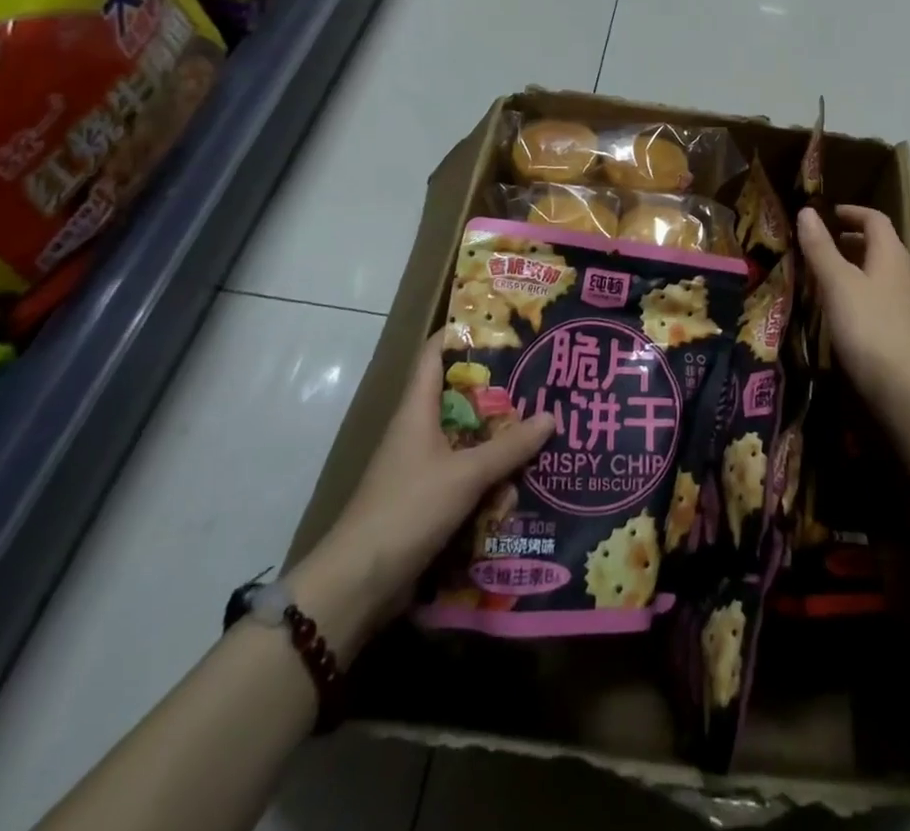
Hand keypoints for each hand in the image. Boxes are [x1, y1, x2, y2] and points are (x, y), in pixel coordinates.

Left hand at [288, 326, 553, 657]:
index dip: (462, 333)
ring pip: (467, 439)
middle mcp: (418, 432)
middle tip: (541, 379)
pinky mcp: (427, 501)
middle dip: (499, 390)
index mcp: (417, 410)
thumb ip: (510, 447)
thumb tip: (551, 415)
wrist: (358, 584)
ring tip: (544, 428)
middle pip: (460, 397)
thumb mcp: (465, 474)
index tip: (502, 325)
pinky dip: (491, 475)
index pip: (434, 354)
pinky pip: (466, 475)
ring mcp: (421, 468)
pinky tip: (523, 480)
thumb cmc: (407, 509)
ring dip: (499, 438)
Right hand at [798, 205, 909, 410]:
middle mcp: (907, 273)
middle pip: (881, 245)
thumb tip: (807, 212)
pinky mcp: (909, 329)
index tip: (828, 215)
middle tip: (821, 246)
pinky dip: (863, 292)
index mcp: (892, 255)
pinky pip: (884, 297)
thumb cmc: (868, 326)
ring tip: (827, 278)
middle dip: (852, 241)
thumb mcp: (837, 284)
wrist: (905, 387)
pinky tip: (845, 312)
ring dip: (857, 268)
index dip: (852, 213)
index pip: (875, 220)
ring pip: (882, 273)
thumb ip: (821, 248)